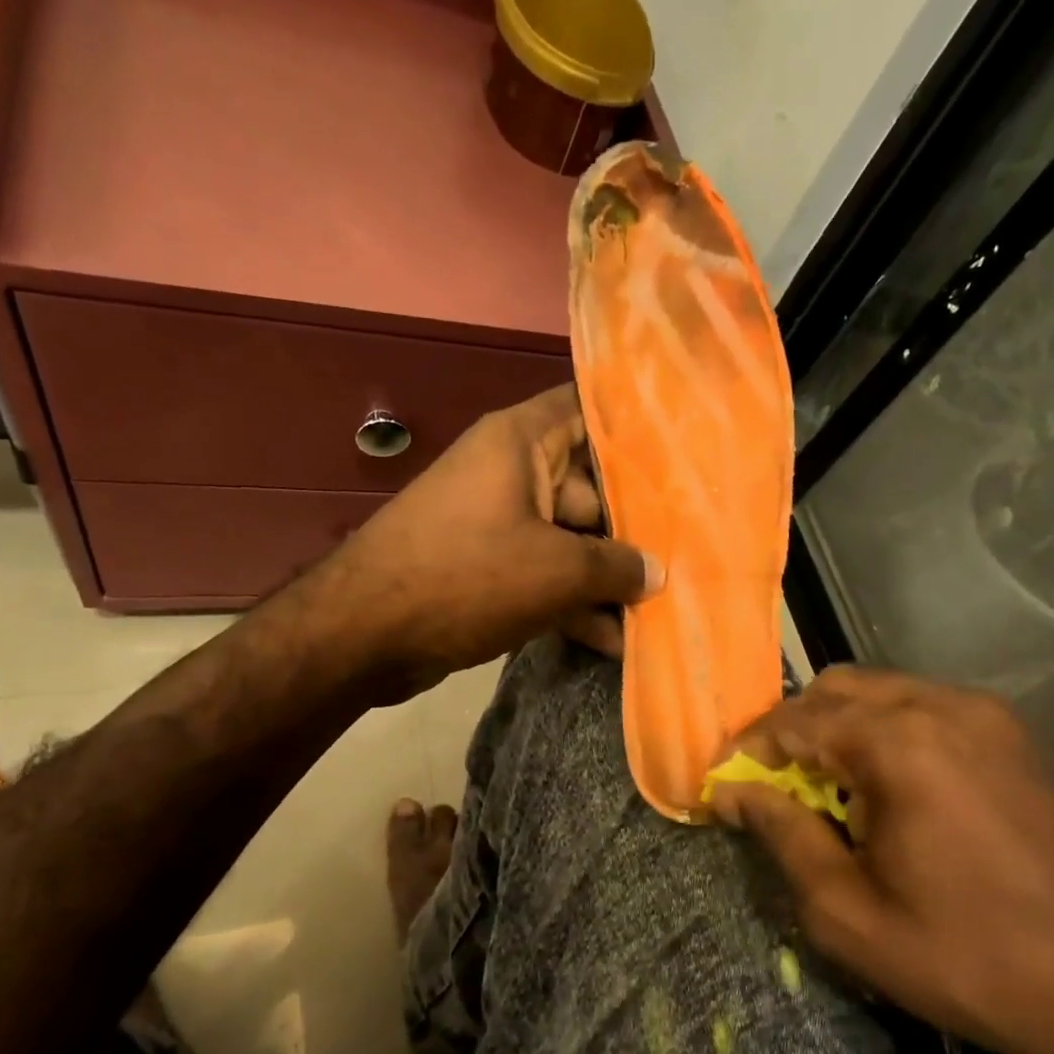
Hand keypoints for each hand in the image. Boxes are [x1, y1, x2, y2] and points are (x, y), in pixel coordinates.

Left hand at [321, 385, 661, 697]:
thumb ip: (616, 566)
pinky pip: (543, 575)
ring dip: (607, 578)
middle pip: (591, 486)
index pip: (589, 411)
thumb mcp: (556, 571)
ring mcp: (497, 524)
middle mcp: (510, 473)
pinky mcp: (486, 570)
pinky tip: (614, 642)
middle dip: (635, 526)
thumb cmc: (466, 577)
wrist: (364, 634)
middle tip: (690, 555)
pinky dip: (572, 604)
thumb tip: (656, 573)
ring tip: (660, 610)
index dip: (638, 429)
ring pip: (570, 540)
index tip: (687, 453)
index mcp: (522, 443)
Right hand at [709, 667, 1053, 1053]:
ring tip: (824, 790)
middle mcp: (943, 706)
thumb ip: (782, 835)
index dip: (747, 750)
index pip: (794, 721)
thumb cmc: (971, 961)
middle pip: (836, 689)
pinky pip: (925, 710)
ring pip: (881, 693)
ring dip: (838, 730)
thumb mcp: (849, 914)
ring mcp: (987, 715)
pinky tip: (884, 789)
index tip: (721, 786)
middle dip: (791, 731)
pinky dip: (884, 733)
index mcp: (900, 743)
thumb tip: (734, 792)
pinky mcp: (1014, 735)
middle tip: (771, 785)